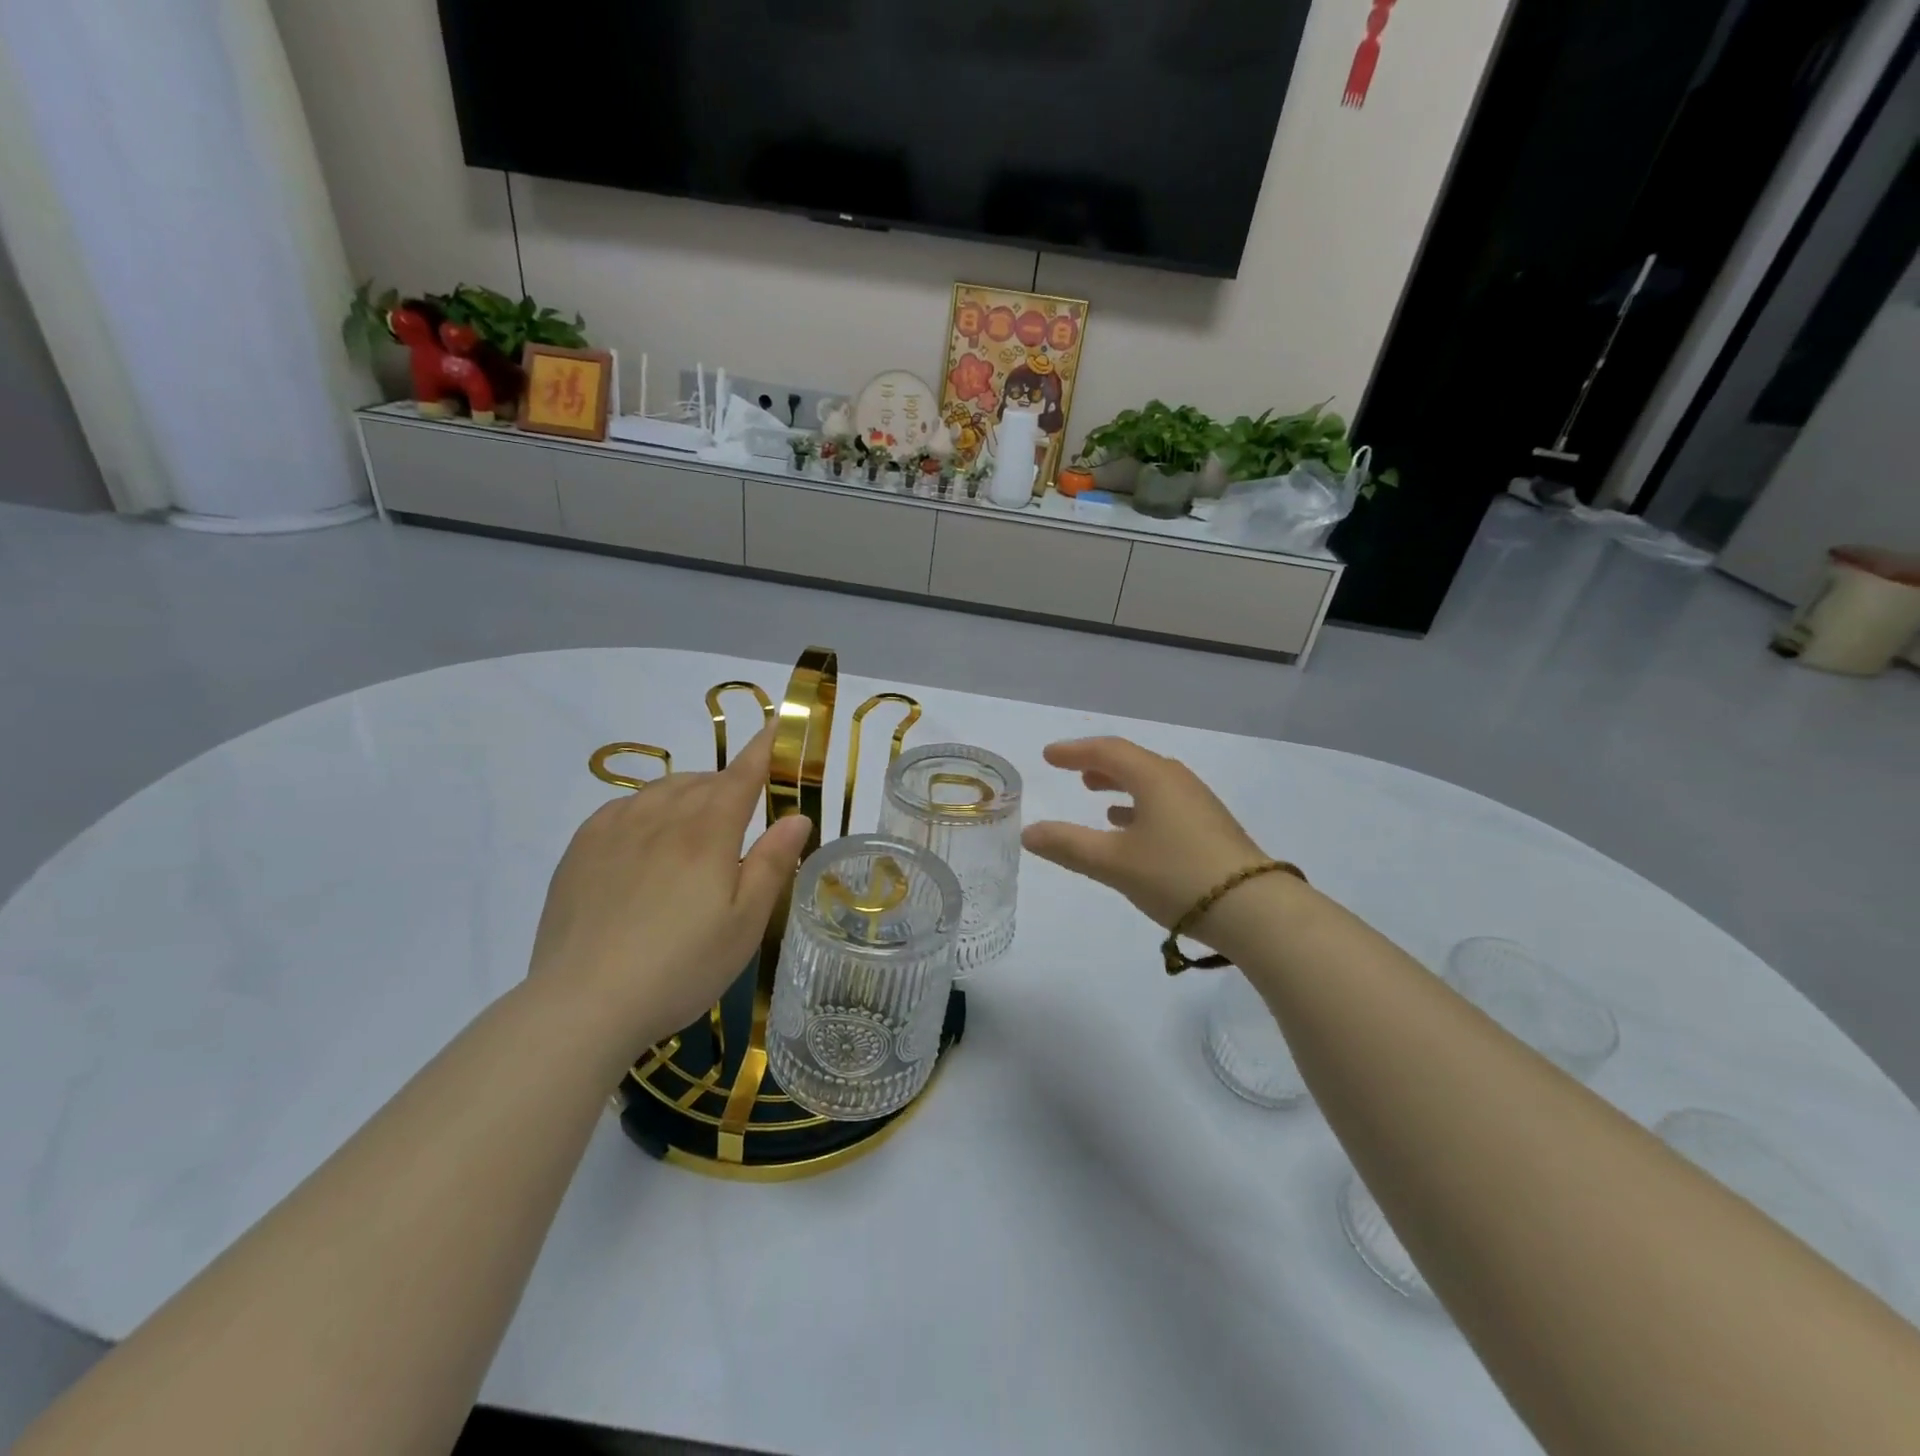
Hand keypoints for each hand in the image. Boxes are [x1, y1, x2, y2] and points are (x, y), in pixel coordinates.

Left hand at [528, 725, 811, 1052]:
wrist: (584, 1003)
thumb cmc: (681, 967)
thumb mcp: (745, 923)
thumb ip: (772, 864)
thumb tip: (797, 816)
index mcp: (707, 833)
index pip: (741, 777)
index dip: (762, 750)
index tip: (776, 727)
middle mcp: (662, 818)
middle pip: (702, 782)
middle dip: (727, 783)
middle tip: (742, 809)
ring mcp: (615, 830)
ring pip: (662, 790)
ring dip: (688, 792)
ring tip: (697, 821)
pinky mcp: (581, 850)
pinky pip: (622, 807)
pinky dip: (646, 806)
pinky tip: (647, 832)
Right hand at [1021, 737, 1269, 932]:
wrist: (1253, 910)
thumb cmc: (1176, 875)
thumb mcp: (1113, 862)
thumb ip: (1068, 845)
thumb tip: (1029, 832)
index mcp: (1153, 778)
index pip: (1108, 751)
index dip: (1075, 751)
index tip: (1049, 756)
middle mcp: (1178, 782)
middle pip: (1133, 762)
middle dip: (1099, 765)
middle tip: (1073, 771)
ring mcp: (1199, 805)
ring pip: (1151, 783)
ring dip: (1121, 786)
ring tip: (1097, 797)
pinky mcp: (1211, 829)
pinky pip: (1166, 803)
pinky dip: (1141, 807)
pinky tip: (1133, 831)